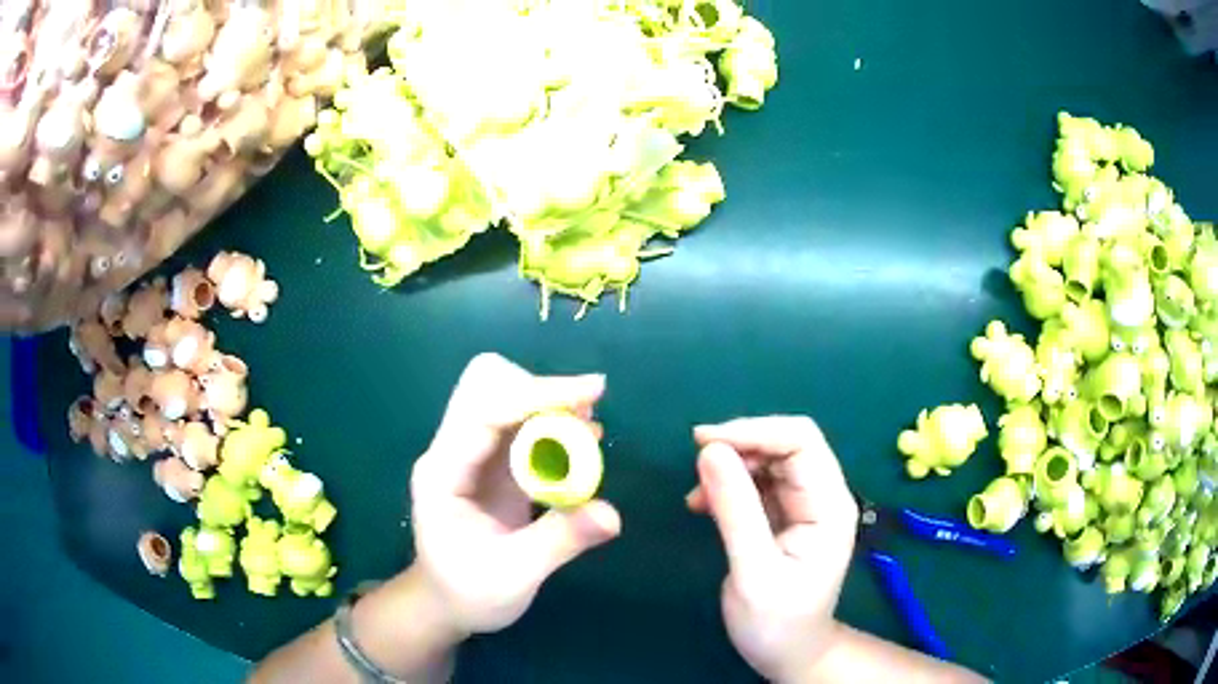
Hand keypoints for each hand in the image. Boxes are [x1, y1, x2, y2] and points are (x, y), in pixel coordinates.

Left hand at [410, 353, 621, 636]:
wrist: (446, 604)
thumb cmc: (469, 593)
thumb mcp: (513, 576)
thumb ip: (559, 542)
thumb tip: (612, 515)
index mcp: (443, 473)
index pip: (484, 411)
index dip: (537, 395)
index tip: (592, 392)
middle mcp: (453, 452)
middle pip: (488, 386)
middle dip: (539, 391)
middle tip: (585, 418)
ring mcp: (471, 454)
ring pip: (506, 399)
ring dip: (549, 406)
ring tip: (589, 434)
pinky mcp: (492, 464)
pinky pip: (521, 425)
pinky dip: (552, 425)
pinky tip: (580, 446)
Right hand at [687, 416, 858, 682]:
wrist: (788, 652)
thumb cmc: (777, 621)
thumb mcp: (753, 570)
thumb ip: (735, 510)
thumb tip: (710, 450)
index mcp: (829, 505)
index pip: (801, 441)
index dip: (754, 431)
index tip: (703, 441)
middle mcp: (822, 496)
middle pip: (786, 444)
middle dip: (740, 446)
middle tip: (695, 463)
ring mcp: (805, 505)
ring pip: (769, 460)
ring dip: (731, 467)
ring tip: (697, 496)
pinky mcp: (785, 516)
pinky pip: (758, 483)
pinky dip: (729, 485)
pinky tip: (704, 505)